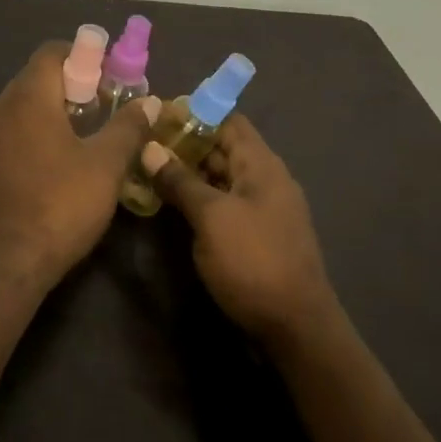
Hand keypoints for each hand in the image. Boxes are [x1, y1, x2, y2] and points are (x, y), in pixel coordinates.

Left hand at [0, 42, 159, 293]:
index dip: (83, 56)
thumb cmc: (60, 206)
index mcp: (27, 99)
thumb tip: (148, 101)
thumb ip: (128, 127)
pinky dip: (34, 133)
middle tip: (104, 108)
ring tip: (85, 137)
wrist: (5, 266)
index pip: (51, 52)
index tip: (109, 77)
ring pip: (21, 107)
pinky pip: (10, 133)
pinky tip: (57, 164)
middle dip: (72, 85)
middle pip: (36, 78)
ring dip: (53, 111)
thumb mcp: (106, 165)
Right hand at [139, 114, 336, 346]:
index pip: (228, 120)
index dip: (194, 113)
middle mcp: (265, 179)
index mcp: (261, 164)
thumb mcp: (211, 218)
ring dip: (190, 172)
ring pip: (222, 177)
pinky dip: (200, 198)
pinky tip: (172, 204)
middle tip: (144, 144)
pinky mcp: (257, 235)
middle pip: (224, 147)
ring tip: (150, 170)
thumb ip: (180, 181)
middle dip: (186, 143)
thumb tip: (150, 148)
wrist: (296, 328)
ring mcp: (263, 208)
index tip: (157, 115)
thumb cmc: (254, 261)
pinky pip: (225, 203)